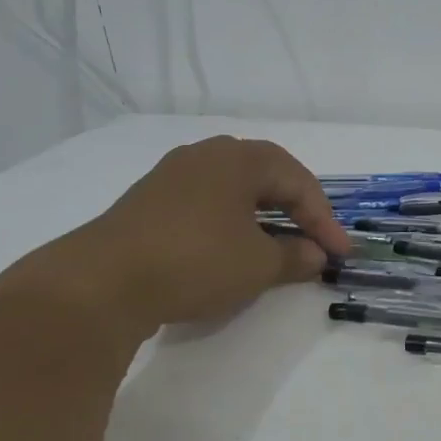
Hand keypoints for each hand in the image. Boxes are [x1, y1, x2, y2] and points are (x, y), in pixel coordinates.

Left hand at [46, 136, 351, 335]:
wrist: (100, 284)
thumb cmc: (195, 261)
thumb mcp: (258, 264)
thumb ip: (295, 256)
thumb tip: (315, 256)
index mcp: (240, 159)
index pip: (299, 183)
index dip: (325, 220)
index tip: (340, 254)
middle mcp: (207, 156)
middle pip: (268, 178)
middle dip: (296, 211)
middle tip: (315, 242)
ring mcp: (173, 177)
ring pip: (235, 192)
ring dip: (263, 219)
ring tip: (278, 247)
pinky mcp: (148, 202)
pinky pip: (207, 205)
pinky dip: (231, 225)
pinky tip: (232, 250)